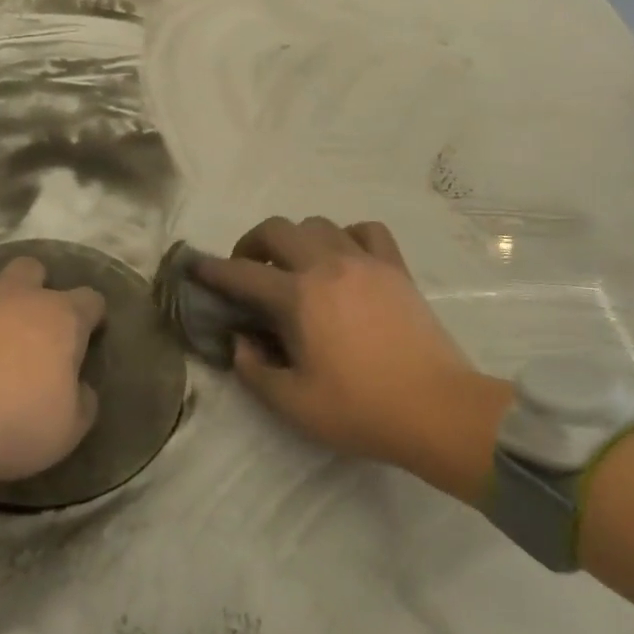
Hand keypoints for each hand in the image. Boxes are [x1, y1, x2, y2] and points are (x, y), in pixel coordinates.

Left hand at [0, 256, 103, 527]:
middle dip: (35, 287)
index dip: (92, 315)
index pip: (90, 300)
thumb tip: (80, 389)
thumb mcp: (67, 430)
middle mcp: (14, 293)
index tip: (90, 332)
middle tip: (28, 323)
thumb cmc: (10, 424)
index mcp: (59, 318)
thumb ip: (81, 403)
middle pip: (32, 268)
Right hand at [198, 217, 513, 503]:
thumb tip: (241, 341)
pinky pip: (366, 231)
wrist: (437, 410)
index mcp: (298, 297)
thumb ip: (254, 369)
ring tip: (295, 265)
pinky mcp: (396, 269)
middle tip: (248, 269)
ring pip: (319, 223)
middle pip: (278, 229)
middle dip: (252, 243)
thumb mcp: (292, 403)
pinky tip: (345, 258)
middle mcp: (327, 266)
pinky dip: (347, 236)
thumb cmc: (360, 410)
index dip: (212, 269)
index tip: (195, 266)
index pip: (242, 273)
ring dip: (297, 238)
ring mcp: (366, 262)